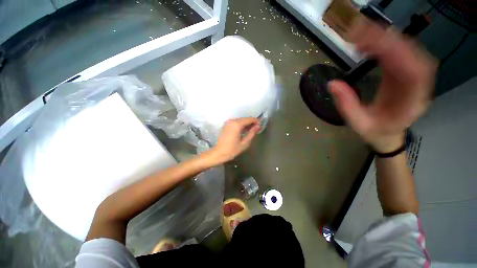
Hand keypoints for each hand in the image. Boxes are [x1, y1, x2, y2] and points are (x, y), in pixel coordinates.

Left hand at [208, 118, 259, 163]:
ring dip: (246, 124)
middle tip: (256, 129)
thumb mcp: (244, 143)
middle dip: (251, 123)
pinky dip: (240, 125)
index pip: (249, 119)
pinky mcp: (226, 125)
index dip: (256, 121)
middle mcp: (232, 121)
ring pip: (240, 120)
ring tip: (250, 131)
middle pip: (244, 119)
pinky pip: (236, 122)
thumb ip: (252, 133)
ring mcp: (228, 122)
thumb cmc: (232, 150)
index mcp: (237, 124)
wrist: (219, 153)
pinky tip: (243, 131)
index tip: (260, 125)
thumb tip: (257, 126)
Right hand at [328, 18, 436, 152]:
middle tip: (358, 31)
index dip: (395, 53)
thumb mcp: (358, 123)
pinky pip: (396, 53)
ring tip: (359, 34)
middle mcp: (418, 85)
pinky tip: (366, 43)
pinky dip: (382, 45)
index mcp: (411, 101)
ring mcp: (412, 76)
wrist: (388, 133)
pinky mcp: (403, 72)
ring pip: (404, 50)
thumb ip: (347, 105)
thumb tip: (332, 83)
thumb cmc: (375, 131)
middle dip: (384, 40)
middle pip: (409, 54)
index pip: (413, 71)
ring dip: (382, 39)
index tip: (369, 43)